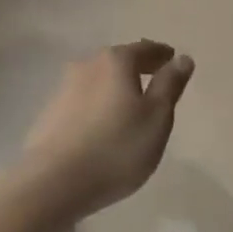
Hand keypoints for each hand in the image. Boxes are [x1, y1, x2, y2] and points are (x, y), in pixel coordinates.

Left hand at [20, 41, 194, 219]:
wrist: (53, 182)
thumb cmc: (116, 147)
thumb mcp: (156, 118)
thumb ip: (170, 85)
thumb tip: (182, 58)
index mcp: (116, 61)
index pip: (145, 49)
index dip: (161, 54)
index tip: (172, 58)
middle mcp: (87, 65)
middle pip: (119, 60)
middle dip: (137, 67)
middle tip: (154, 78)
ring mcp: (64, 88)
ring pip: (98, 79)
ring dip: (115, 87)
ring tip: (129, 104)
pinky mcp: (50, 113)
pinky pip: (83, 100)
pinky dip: (98, 104)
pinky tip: (102, 124)